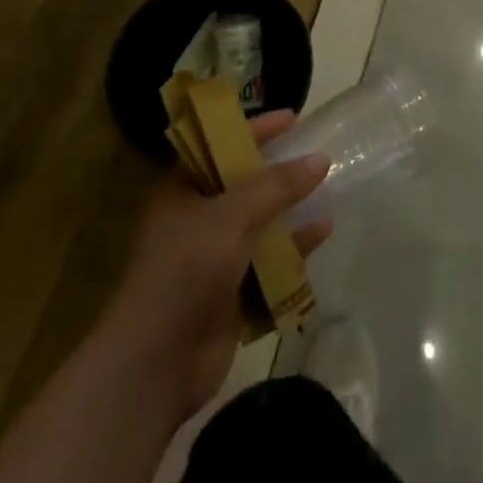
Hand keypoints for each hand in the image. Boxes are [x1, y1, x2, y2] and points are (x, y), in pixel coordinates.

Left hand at [107, 110, 331, 425]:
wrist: (155, 365)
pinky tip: (322, 234)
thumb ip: (278, 185)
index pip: (220, 146)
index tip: (293, 117)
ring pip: (260, 224)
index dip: (255, 129)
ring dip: (291, 210)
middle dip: (279, 172)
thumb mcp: (232, 216)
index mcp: (181, 193)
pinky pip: (269, 261)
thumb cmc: (185, 271)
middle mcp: (195, 221)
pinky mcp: (230, 295)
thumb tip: (321, 159)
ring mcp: (213, 260)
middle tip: (316, 155)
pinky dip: (293, 249)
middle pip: (244, 186)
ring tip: (328, 191)